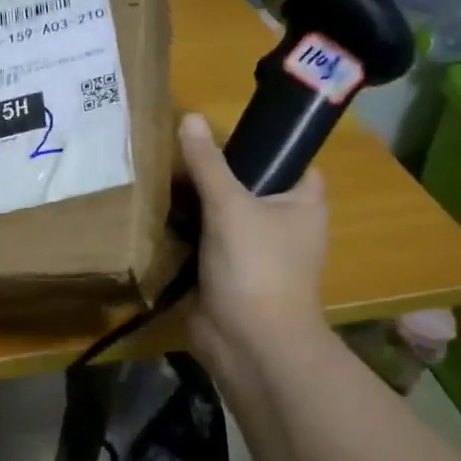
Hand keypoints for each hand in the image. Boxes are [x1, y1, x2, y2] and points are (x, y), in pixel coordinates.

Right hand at [177, 113, 333, 381]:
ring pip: (222, 213)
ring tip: (162, 176)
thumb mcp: (229, 206)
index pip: (291, 161)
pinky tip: (158, 213)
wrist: (248, 344)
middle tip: (178, 151)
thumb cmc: (256, 267)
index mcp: (302, 204)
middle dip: (216, 172)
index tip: (225, 132)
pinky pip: (205, 241)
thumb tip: (189, 117)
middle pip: (249, 185)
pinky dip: (185, 231)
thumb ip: (208, 163)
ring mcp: (253, 251)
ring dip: (196, 202)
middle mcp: (283, 225)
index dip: (264, 144)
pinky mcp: (226, 272)